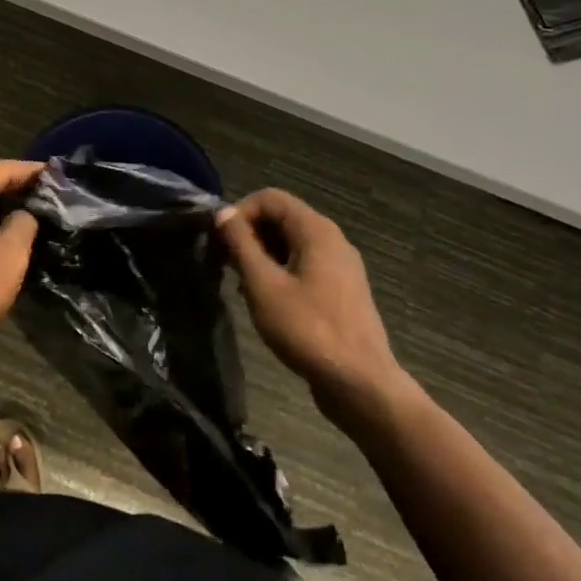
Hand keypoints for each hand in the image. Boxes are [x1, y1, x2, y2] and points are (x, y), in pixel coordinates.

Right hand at [217, 189, 405, 411]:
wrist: (360, 382)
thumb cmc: (308, 329)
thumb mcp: (264, 285)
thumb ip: (241, 244)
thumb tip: (223, 212)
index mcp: (316, 230)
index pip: (270, 198)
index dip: (239, 212)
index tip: (219, 242)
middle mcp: (332, 239)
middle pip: (282, 218)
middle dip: (249, 234)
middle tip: (225, 264)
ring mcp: (340, 265)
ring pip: (292, 243)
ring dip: (262, 255)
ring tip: (240, 285)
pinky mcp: (341, 290)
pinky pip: (304, 265)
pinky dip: (280, 272)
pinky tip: (266, 301)